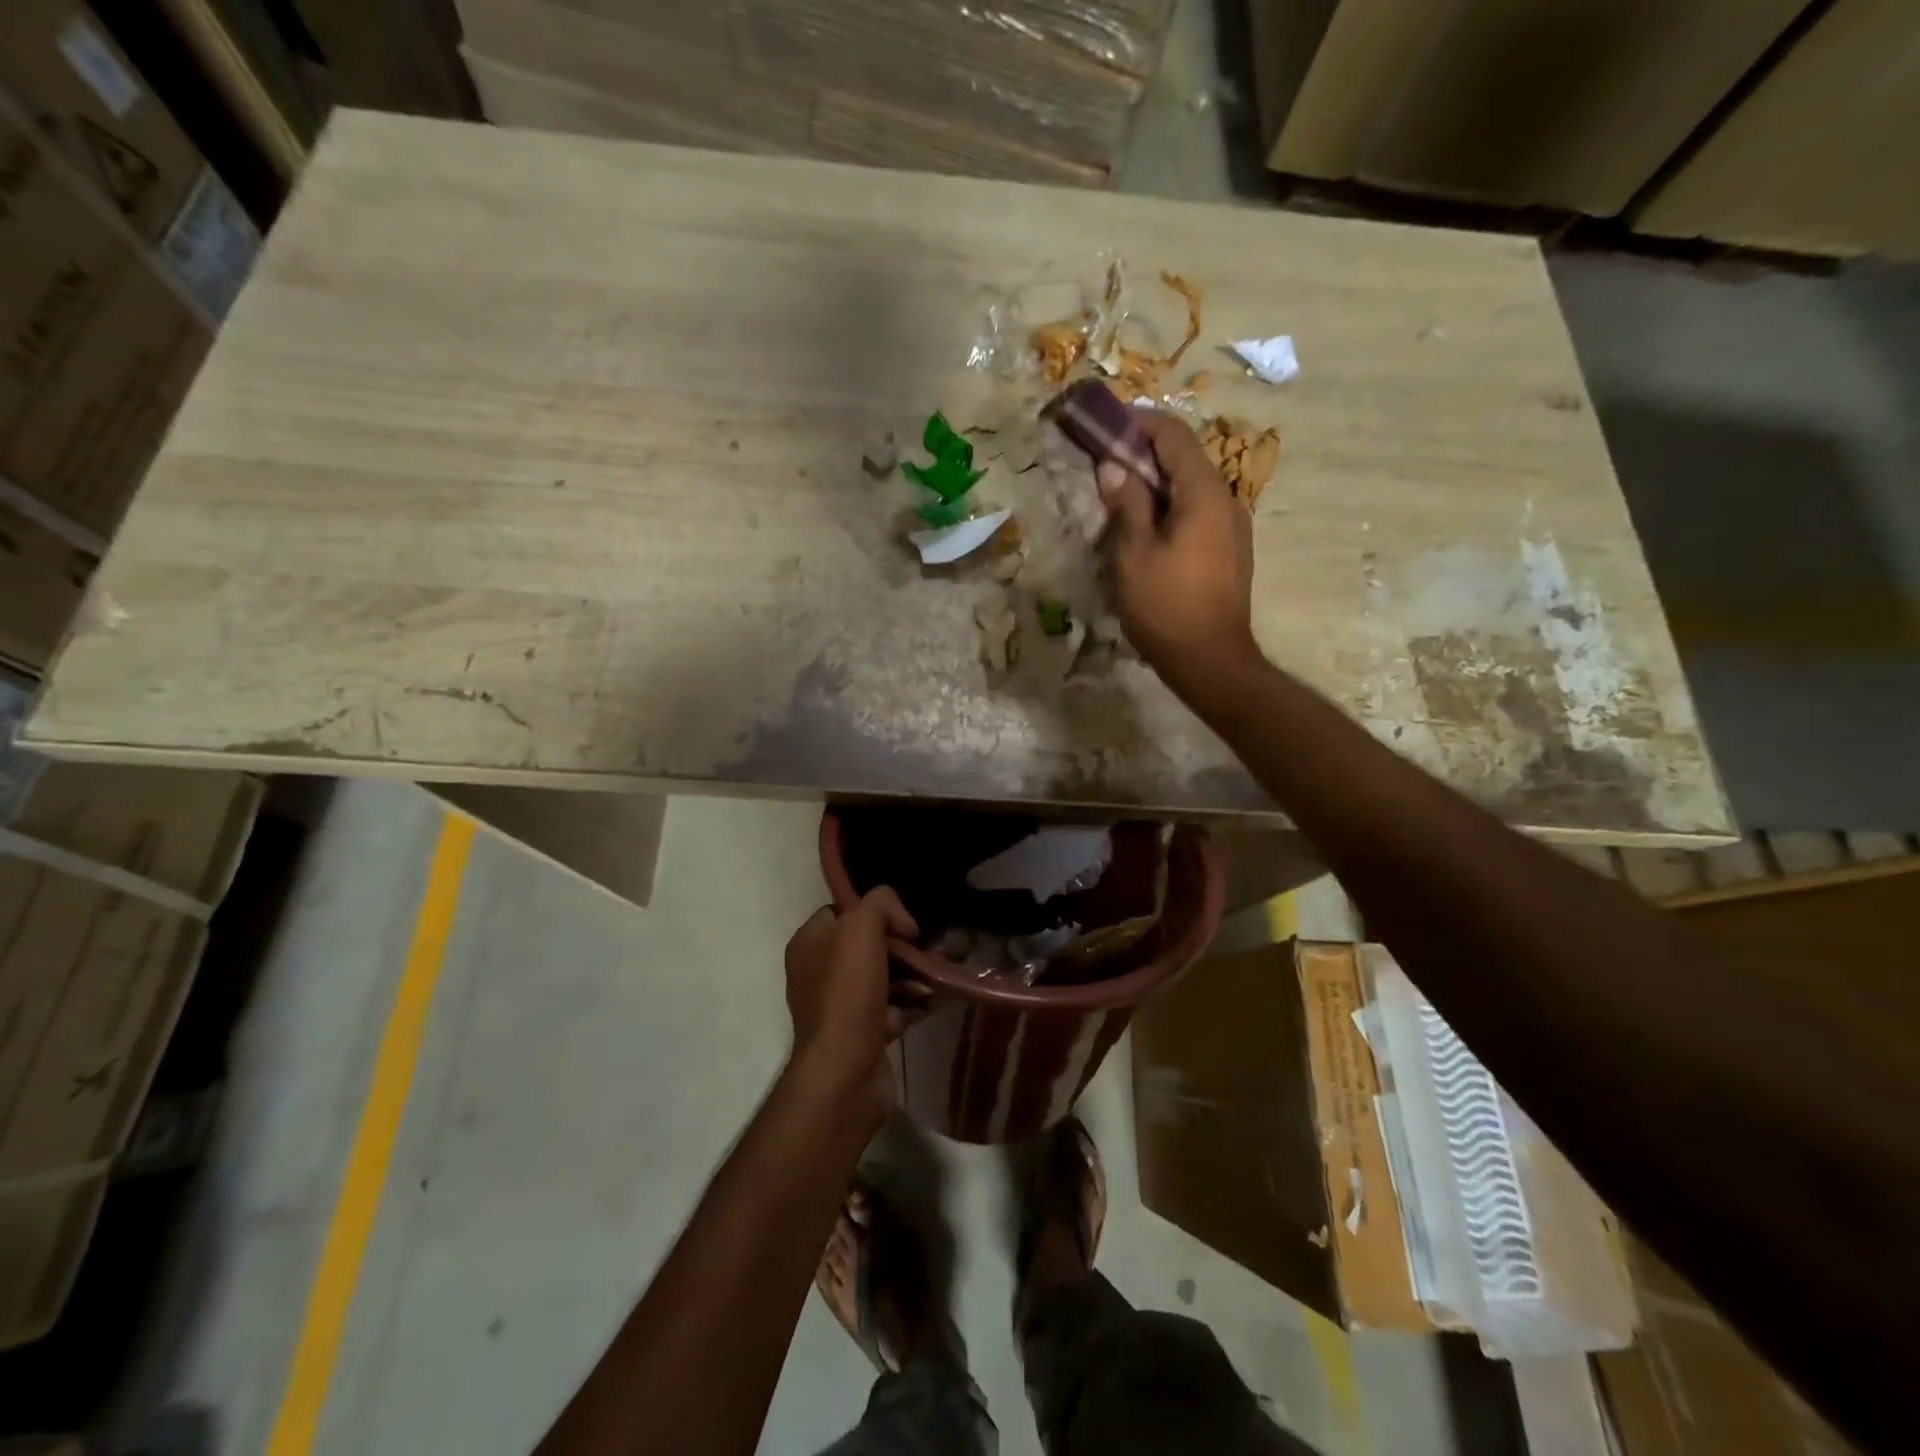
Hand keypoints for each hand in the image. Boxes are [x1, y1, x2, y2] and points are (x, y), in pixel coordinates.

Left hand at [783, 888, 921, 1121]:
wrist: (845, 1071)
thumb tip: (904, 924)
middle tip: (927, 950)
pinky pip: (893, 1008)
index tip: (903, 924)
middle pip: (868, 945)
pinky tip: (936, 999)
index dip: (875, 912)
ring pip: (884, 977)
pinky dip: (914, 1004)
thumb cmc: (847, 991)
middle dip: (901, 947)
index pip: (843, 912)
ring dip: (913, 976)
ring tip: (937, 977)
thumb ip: (881, 903)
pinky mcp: (861, 1034)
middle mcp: (818, 972)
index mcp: (809, 943)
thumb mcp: (861, 926)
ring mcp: (840, 1006)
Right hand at [1098, 409, 1260, 702]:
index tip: (1107, 425)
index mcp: (1204, 493)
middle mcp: (1226, 500)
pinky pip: (1199, 511)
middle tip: (1106, 461)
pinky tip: (1147, 527)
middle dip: (1145, 452)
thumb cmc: (1167, 606)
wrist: (1211, 660)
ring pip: (1192, 486)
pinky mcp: (1231, 550)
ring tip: (1121, 495)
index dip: (1140, 423)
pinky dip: (1171, 505)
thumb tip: (1113, 466)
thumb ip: (1126, 504)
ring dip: (1157, 481)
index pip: (1174, 436)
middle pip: (1186, 458)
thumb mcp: (1134, 554)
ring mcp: (1232, 526)